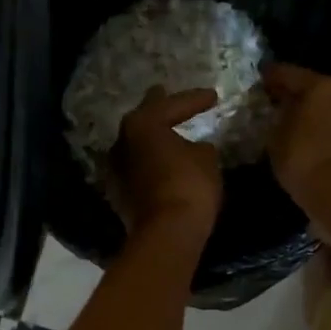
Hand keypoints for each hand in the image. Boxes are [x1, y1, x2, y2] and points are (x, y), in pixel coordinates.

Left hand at [104, 87, 223, 239]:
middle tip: (170, 98)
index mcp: (142, 124)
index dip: (194, 99)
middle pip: (144, 120)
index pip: (171, 104)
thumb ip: (199, 147)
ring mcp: (117, 169)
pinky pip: (139, 168)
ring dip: (154, 139)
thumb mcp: (206, 158)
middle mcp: (122, 142)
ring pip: (138, 145)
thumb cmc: (189, 185)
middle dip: (160, 110)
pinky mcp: (120, 193)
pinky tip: (163, 162)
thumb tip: (193, 149)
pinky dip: (152, 162)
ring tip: (169, 133)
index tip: (213, 96)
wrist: (167, 233)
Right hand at [262, 64, 330, 213]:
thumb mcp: (275, 136)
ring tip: (292, 129)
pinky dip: (324, 136)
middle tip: (274, 105)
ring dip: (313, 118)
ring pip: (329, 113)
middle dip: (295, 98)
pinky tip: (310, 146)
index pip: (290, 74)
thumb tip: (278, 113)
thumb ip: (276, 118)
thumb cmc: (304, 158)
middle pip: (315, 92)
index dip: (271, 76)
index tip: (259, 78)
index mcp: (324, 87)